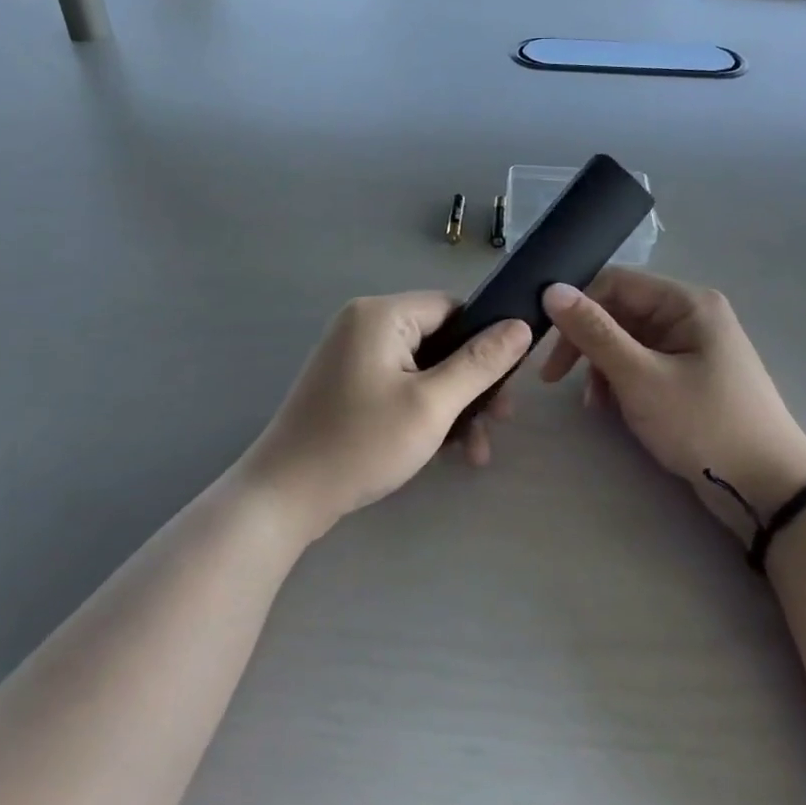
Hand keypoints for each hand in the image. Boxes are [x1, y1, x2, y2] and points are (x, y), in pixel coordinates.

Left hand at [240, 293, 532, 541]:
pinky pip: (401, 385)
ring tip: (475, 451)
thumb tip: (520, 325)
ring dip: (453, 405)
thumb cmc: (361, 443)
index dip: (486, 342)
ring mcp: (353, 354)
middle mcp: (365, 323)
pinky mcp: (348, 384)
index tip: (507, 385)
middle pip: (440, 339)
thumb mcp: (432, 404)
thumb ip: (479, 364)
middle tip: (499, 422)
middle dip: (472, 384)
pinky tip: (446, 450)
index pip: (454, 308)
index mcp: (382, 314)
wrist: (285, 496)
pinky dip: (425, 411)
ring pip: (423, 368)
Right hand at [540, 270, 805, 540]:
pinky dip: (620, 381)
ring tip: (592, 403)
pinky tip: (610, 408)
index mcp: (686, 302)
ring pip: (627, 340)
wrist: (767, 489)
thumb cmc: (703, 425)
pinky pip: (643, 363)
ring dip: (601, 366)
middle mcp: (690, 314)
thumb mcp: (640, 378)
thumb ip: (594, 332)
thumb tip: (552, 290)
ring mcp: (692, 345)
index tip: (545, 343)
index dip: (576, 308)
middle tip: (554, 377)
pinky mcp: (690, 374)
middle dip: (587, 343)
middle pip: (620, 311)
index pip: (614, 283)